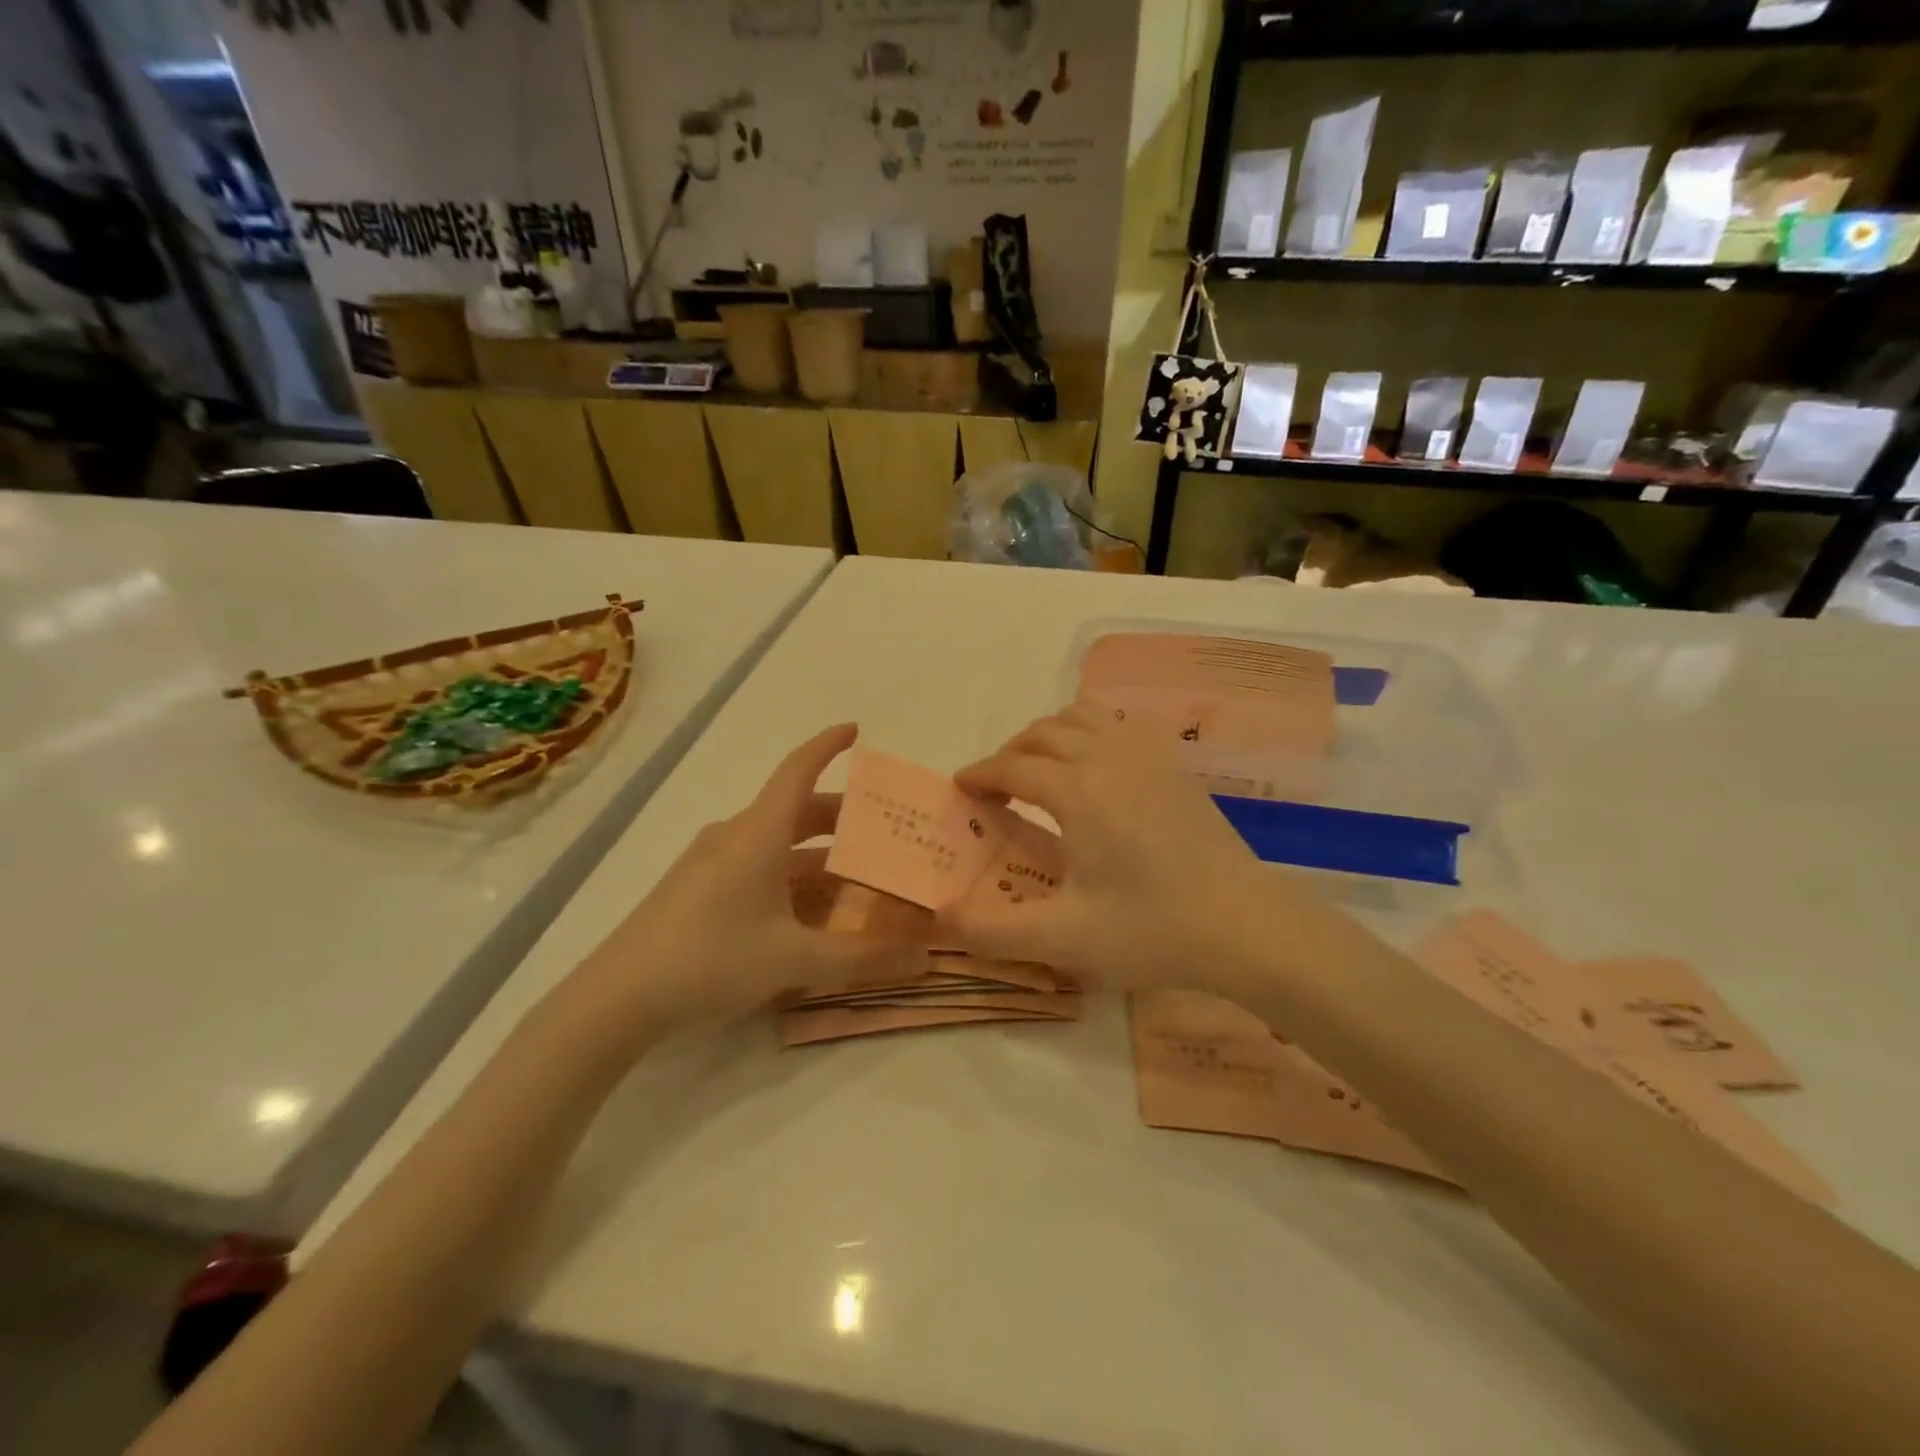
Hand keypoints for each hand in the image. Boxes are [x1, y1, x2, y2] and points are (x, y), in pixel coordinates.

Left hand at [563, 725, 907, 1047]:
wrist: (617, 998)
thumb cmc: (711, 958)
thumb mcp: (794, 959)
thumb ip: (862, 960)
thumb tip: (923, 961)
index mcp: (759, 833)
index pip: (798, 769)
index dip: (828, 745)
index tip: (856, 730)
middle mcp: (734, 836)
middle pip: (794, 809)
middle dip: (839, 816)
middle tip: (880, 831)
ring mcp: (710, 862)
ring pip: (775, 841)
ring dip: (815, 852)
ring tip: (853, 876)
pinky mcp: (695, 888)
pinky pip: (755, 865)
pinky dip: (788, 874)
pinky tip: (804, 910)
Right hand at [941, 703, 1293, 990]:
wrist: (1248, 926)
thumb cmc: (1153, 930)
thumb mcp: (1064, 938)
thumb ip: (994, 931)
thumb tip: (941, 917)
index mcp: (1077, 790)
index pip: (1011, 767)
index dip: (980, 775)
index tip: (960, 788)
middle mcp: (1107, 757)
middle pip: (1042, 732)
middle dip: (1009, 753)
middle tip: (995, 789)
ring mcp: (1147, 755)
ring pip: (1082, 717)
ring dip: (1048, 735)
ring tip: (1039, 771)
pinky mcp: (1175, 765)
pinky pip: (1118, 725)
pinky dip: (1089, 733)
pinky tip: (1095, 769)